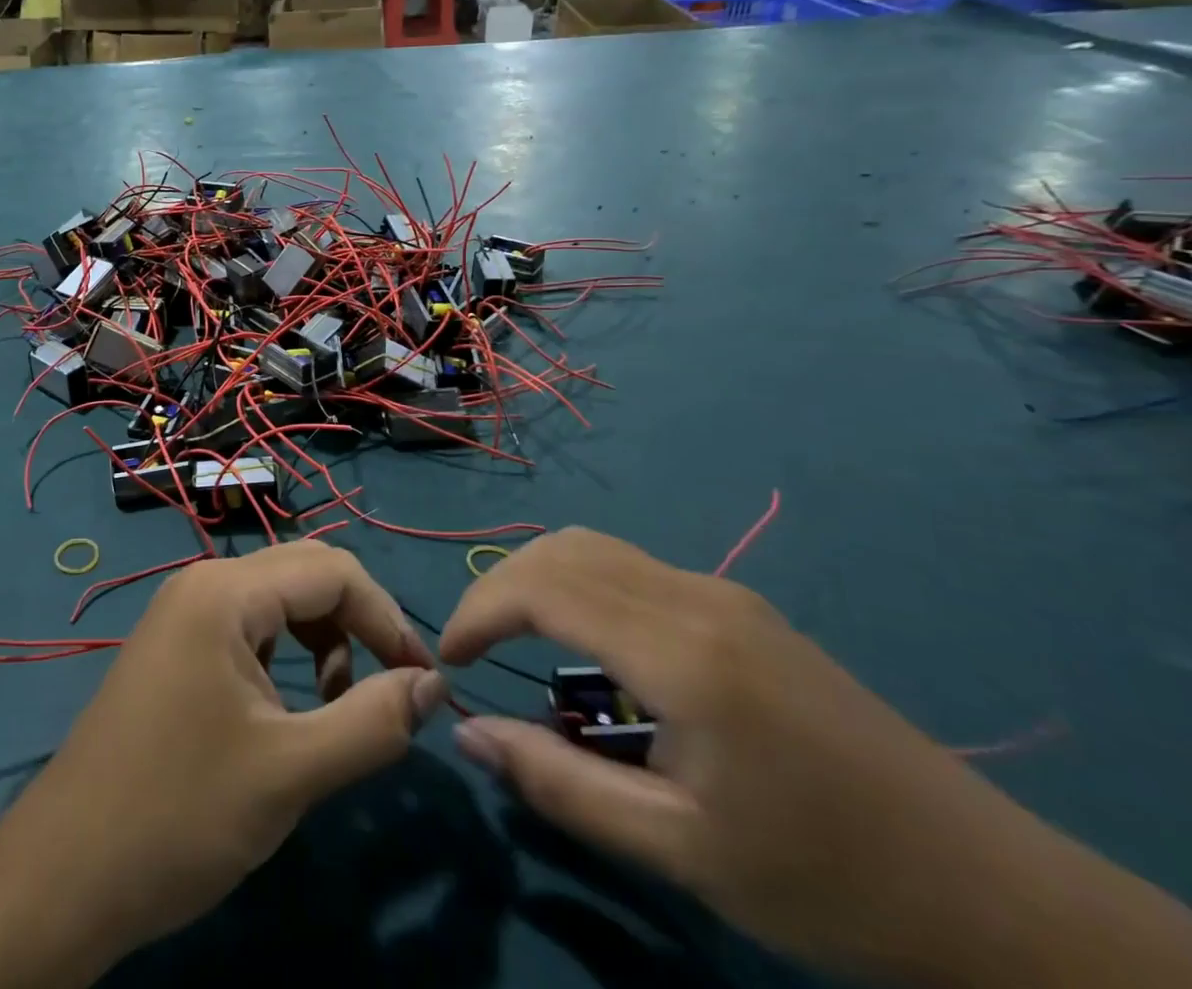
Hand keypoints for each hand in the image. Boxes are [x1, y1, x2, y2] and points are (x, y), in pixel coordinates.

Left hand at [0, 541, 446, 988]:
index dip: (387, 618)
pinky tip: (287, 707)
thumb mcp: (290, 772)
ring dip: (322, 639)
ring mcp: (183, 612)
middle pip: (305, 574)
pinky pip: (247, 626)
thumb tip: (435, 684)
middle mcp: (203, 582)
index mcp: (225, 591)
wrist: (64, 874)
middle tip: (389, 686)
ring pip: (277, 600)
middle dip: (357, 622)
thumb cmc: (179, 814)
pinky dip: (285, 653)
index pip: (333, 570)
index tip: (423, 681)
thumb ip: (372, 721)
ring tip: (337, 704)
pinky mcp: (175, 645)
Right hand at [439, 529, 1191, 986]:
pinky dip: (578, 584)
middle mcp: (695, 597)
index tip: (449, 658)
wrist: (989, 890)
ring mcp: (722, 593)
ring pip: (595, 546)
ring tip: (514, 638)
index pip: (542, 586)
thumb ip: (561, 786)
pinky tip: (586, 645)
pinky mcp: (739, 606)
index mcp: (681, 652)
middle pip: (562, 548)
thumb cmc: (825, 879)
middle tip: (473, 646)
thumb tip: (467, 734)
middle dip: (499, 587)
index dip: (478, 610)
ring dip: (537, 578)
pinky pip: (631, 567)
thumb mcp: (681, 850)